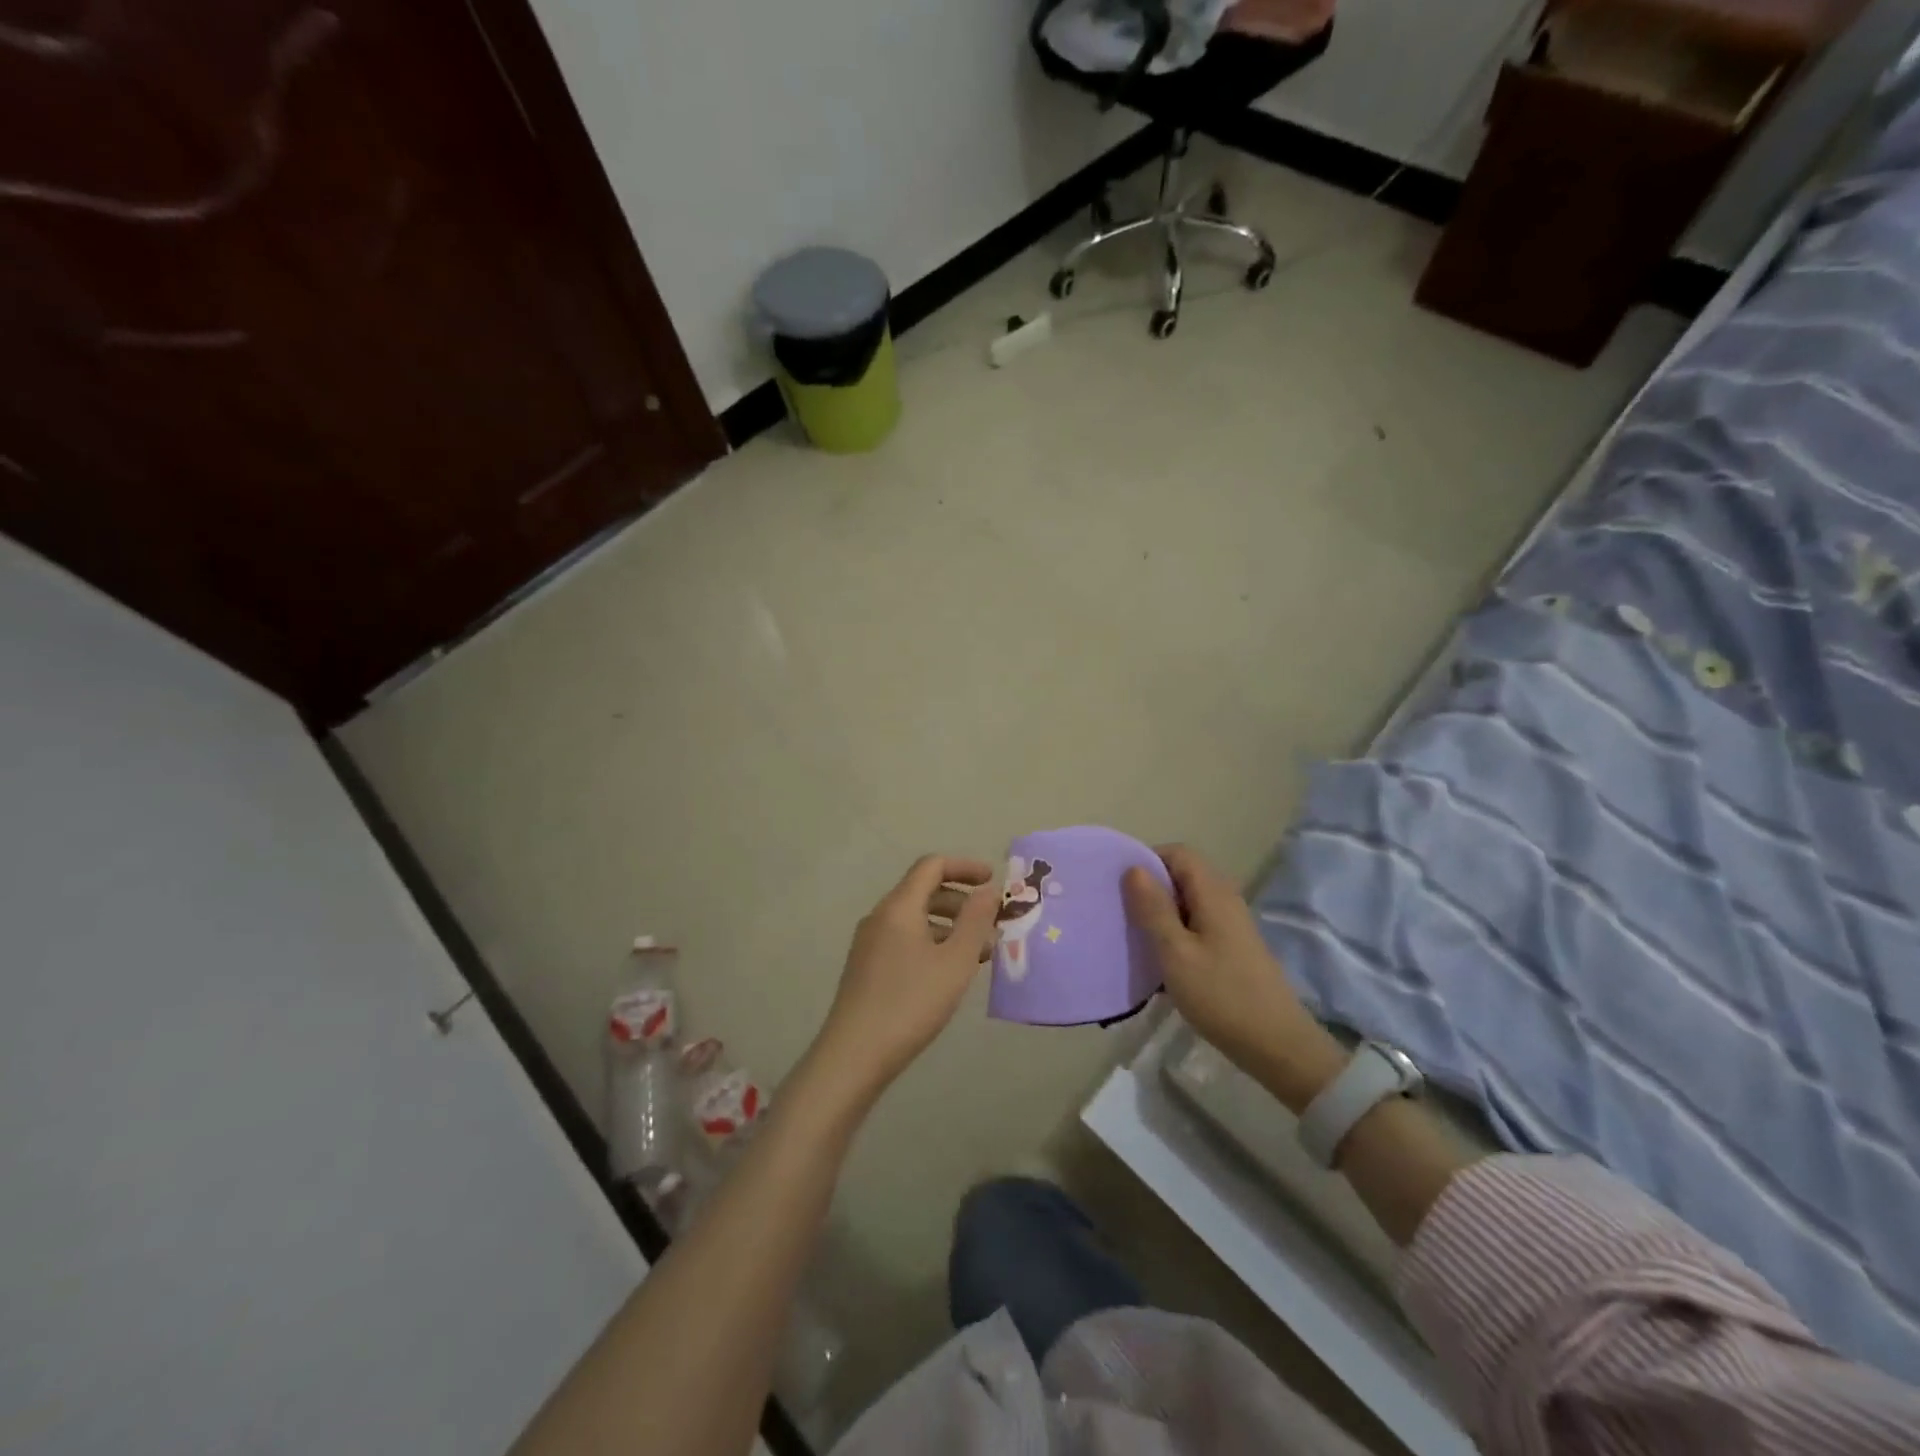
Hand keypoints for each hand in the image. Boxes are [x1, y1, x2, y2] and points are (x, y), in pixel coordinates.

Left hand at [809, 855, 998, 1104]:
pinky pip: (905, 939)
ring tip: (980, 953)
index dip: (965, 867)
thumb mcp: (955, 962)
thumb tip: (989, 889)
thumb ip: (975, 921)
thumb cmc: (910, 1003)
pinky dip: (932, 943)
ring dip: (950, 926)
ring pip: (915, 918)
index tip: (993, 881)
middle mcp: (880, 916)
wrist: (853, 1055)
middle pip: (924, 891)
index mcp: (899, 906)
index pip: (932, 866)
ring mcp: (869, 942)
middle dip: (962, 901)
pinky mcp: (867, 967)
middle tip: (993, 924)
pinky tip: (949, 973)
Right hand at [1122, 844, 1345, 1112]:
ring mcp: (1232, 925)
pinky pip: (1197, 925)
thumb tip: (1134, 868)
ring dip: (1161, 914)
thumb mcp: (1175, 952)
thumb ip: (1153, 908)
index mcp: (1213, 893)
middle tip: (1121, 912)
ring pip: (1188, 903)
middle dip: (1150, 888)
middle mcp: (1225, 900)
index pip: (1178, 853)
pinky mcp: (1233, 948)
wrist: (1276, 1046)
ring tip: (1134, 937)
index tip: (1120, 886)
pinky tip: (1159, 961)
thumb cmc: (1221, 995)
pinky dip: (1175, 934)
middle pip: (1183, 876)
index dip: (1147, 860)